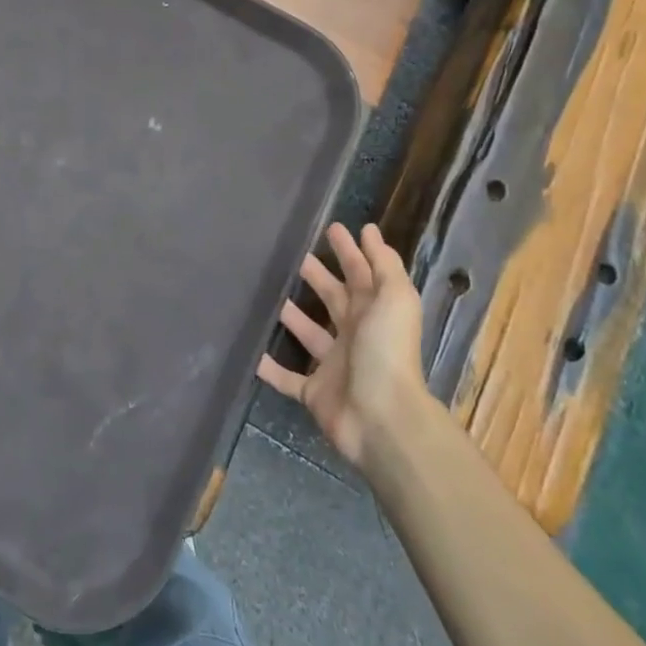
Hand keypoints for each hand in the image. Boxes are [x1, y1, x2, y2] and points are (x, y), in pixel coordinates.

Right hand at [258, 223, 428, 466]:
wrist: (381, 418)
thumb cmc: (386, 351)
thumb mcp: (395, 299)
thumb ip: (384, 265)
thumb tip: (369, 230)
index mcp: (374, 312)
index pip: (360, 274)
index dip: (348, 251)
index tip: (330, 227)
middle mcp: (355, 335)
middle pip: (334, 299)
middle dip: (317, 276)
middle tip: (291, 256)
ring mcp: (334, 365)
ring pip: (309, 334)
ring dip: (292, 316)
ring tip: (265, 294)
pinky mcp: (314, 392)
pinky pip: (287, 379)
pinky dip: (270, 368)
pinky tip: (250, 352)